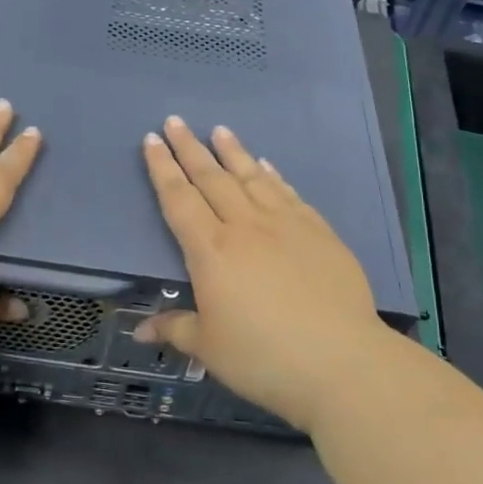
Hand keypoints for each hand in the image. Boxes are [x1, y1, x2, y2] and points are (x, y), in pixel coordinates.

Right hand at [138, 116, 394, 432]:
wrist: (342, 362)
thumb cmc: (264, 357)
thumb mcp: (209, 349)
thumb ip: (175, 329)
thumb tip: (140, 330)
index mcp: (212, 252)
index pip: (179, 200)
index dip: (162, 169)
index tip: (152, 141)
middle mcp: (246, 227)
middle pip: (212, 178)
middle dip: (190, 148)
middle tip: (175, 121)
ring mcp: (286, 225)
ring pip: (252, 178)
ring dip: (232, 152)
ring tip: (219, 130)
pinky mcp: (319, 233)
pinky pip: (288, 194)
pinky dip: (273, 176)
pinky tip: (266, 166)